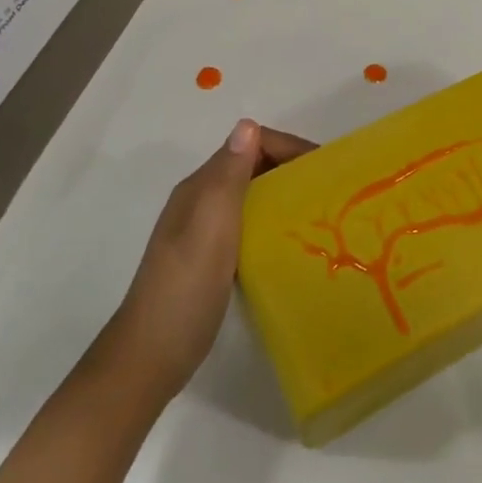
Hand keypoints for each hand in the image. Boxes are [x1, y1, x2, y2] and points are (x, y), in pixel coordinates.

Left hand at [114, 119, 315, 399]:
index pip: (250, 145)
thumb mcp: (209, 228)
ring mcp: (206, 231)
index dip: (288, 147)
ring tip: (321, 216)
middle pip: (254, 167)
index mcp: (200, 188)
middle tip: (331, 193)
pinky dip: (275, 223)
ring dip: (286, 196)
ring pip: (255, 196)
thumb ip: (228, 177)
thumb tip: (248, 125)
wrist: (150, 357)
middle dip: (292, 170)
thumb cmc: (183, 290)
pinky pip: (252, 225)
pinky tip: (293, 243)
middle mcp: (203, 201)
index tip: (325, 169)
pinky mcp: (214, 259)